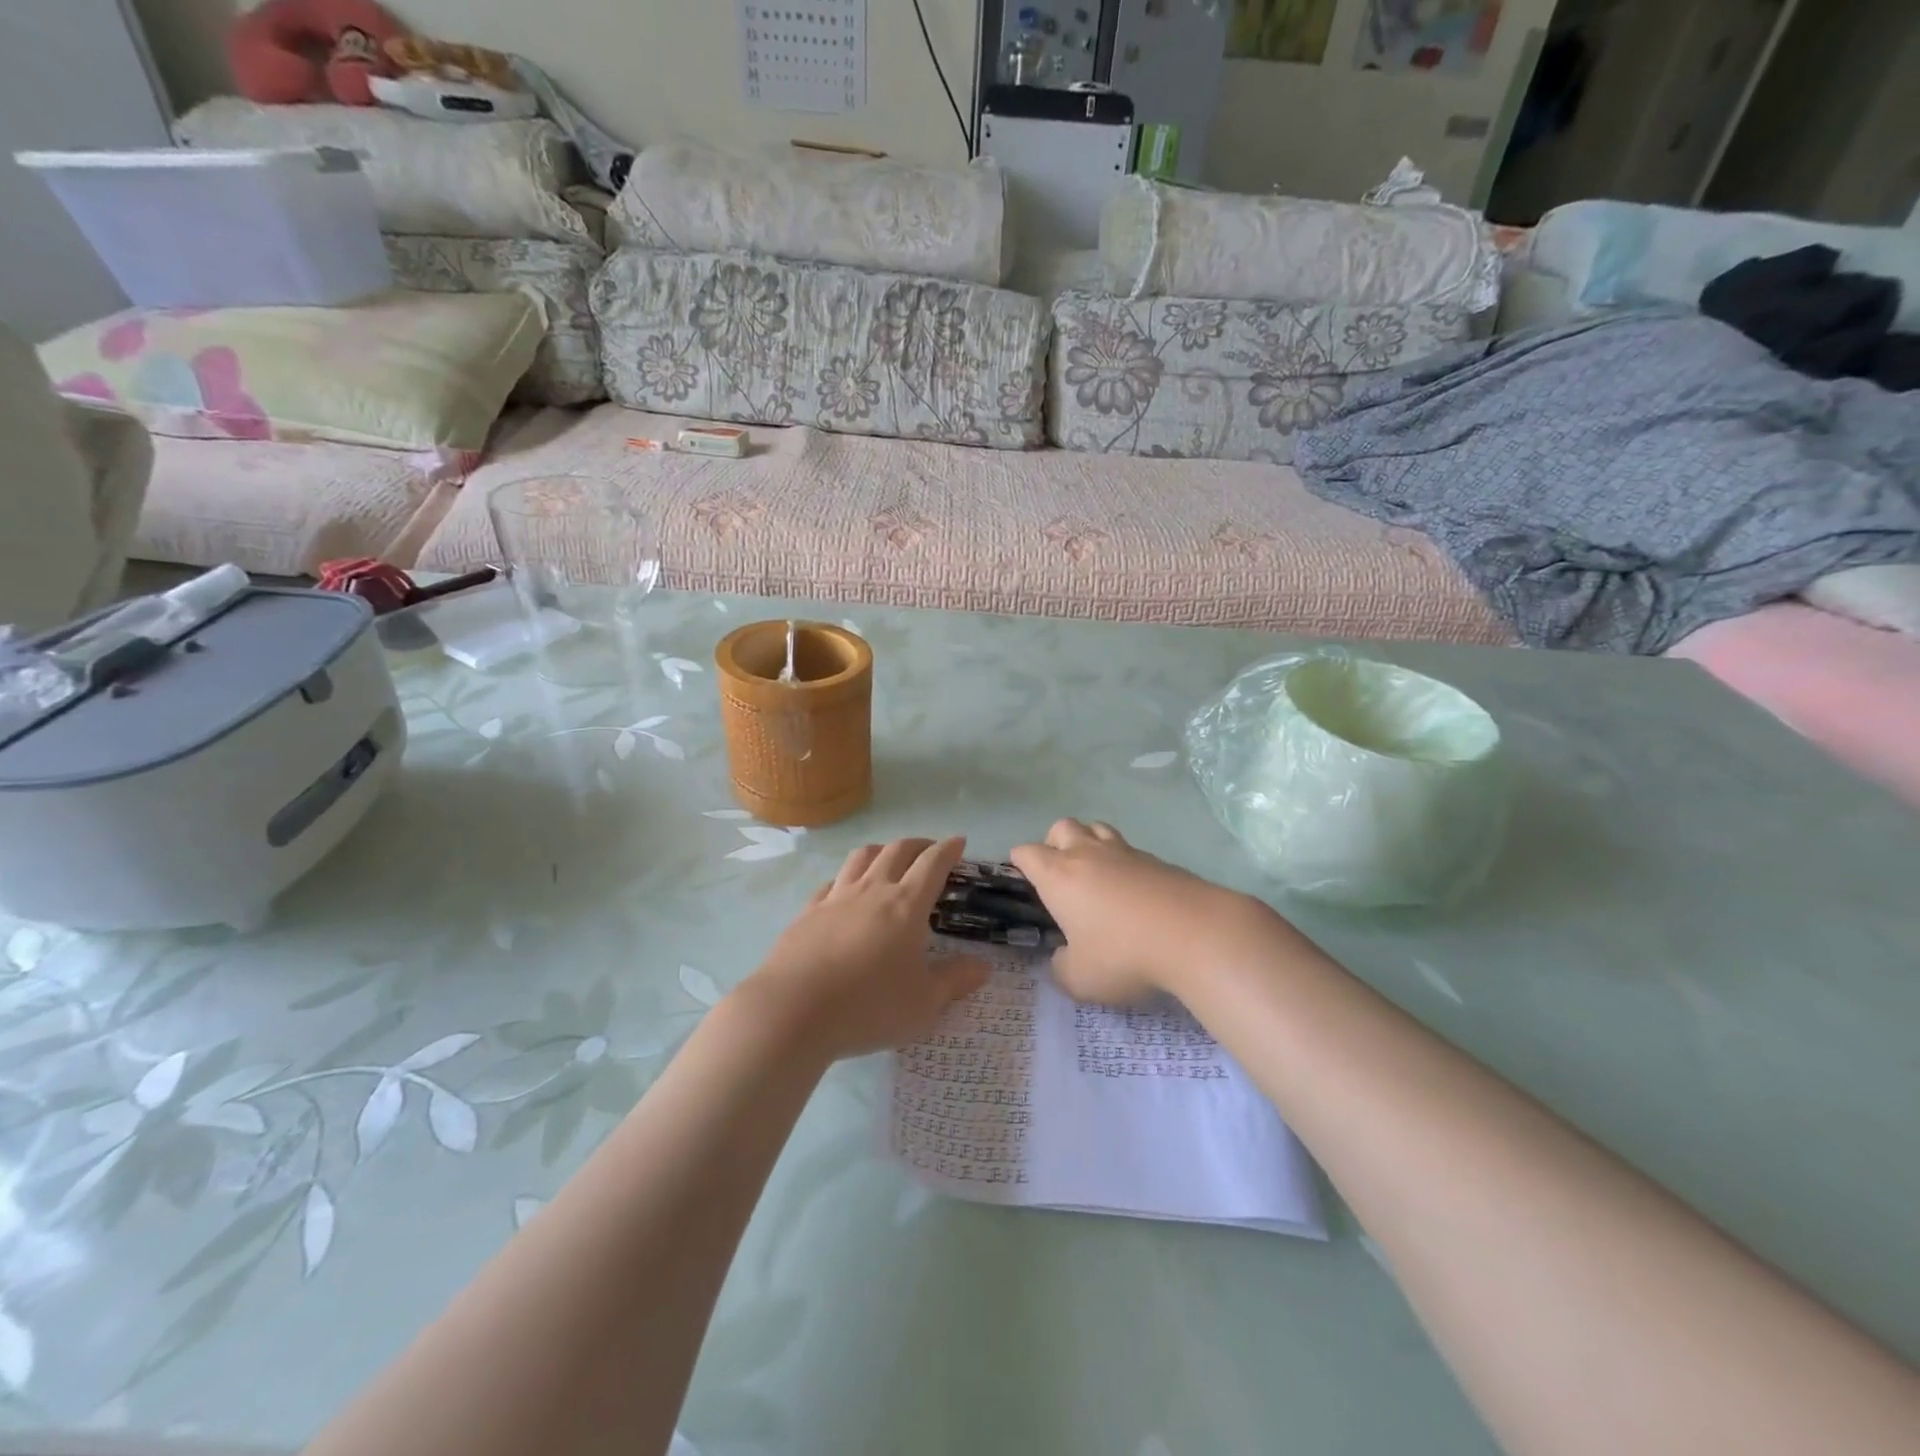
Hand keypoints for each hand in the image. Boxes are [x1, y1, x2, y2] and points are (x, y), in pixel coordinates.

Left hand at [741, 837, 989, 1060]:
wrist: (793, 1011)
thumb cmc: (869, 1006)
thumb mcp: (923, 1003)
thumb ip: (954, 981)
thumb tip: (983, 966)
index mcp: (906, 905)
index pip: (933, 863)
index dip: (949, 849)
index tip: (959, 842)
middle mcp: (872, 890)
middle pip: (897, 850)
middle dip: (918, 844)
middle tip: (929, 850)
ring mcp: (836, 898)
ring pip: (862, 857)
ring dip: (882, 850)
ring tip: (889, 858)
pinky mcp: (807, 912)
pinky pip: (832, 882)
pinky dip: (847, 878)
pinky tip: (845, 891)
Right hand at [1010, 819, 1274, 1004]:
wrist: (1195, 934)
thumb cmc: (1124, 955)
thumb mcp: (1080, 979)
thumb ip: (1061, 968)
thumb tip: (1062, 958)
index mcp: (1058, 876)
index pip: (1027, 852)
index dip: (1020, 862)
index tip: (1023, 879)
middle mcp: (1087, 855)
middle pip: (1062, 827)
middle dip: (1054, 843)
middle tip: (1060, 874)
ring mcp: (1125, 853)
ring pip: (1098, 828)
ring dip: (1090, 843)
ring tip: (1096, 873)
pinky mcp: (1158, 860)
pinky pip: (1130, 850)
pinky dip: (1124, 862)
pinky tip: (1134, 891)